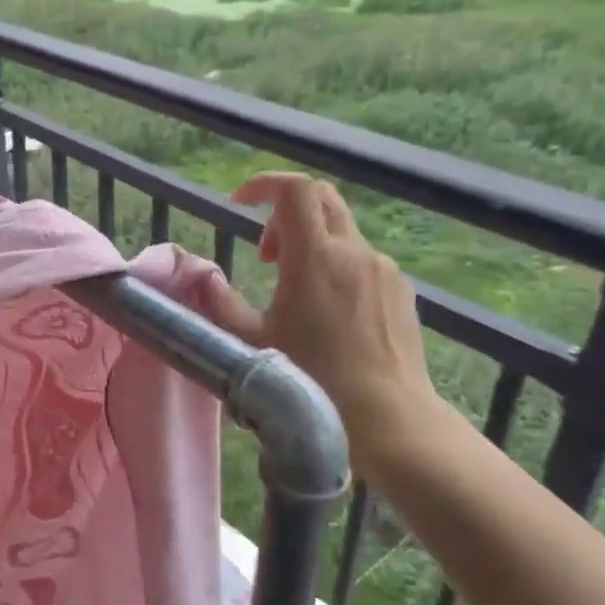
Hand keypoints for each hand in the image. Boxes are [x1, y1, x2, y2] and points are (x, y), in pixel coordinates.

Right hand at [204, 173, 447, 486]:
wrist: (389, 420)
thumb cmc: (312, 382)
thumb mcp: (250, 343)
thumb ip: (219, 302)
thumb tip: (202, 275)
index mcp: (314, 258)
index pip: (294, 190)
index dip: (264, 184)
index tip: (239, 203)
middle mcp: (353, 252)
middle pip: (320, 198)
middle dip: (284, 214)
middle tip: (266, 254)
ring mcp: (383, 270)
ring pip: (342, 232)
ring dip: (311, 244)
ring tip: (295, 293)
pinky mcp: (402, 291)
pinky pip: (363, 261)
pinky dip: (337, 267)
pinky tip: (330, 315)